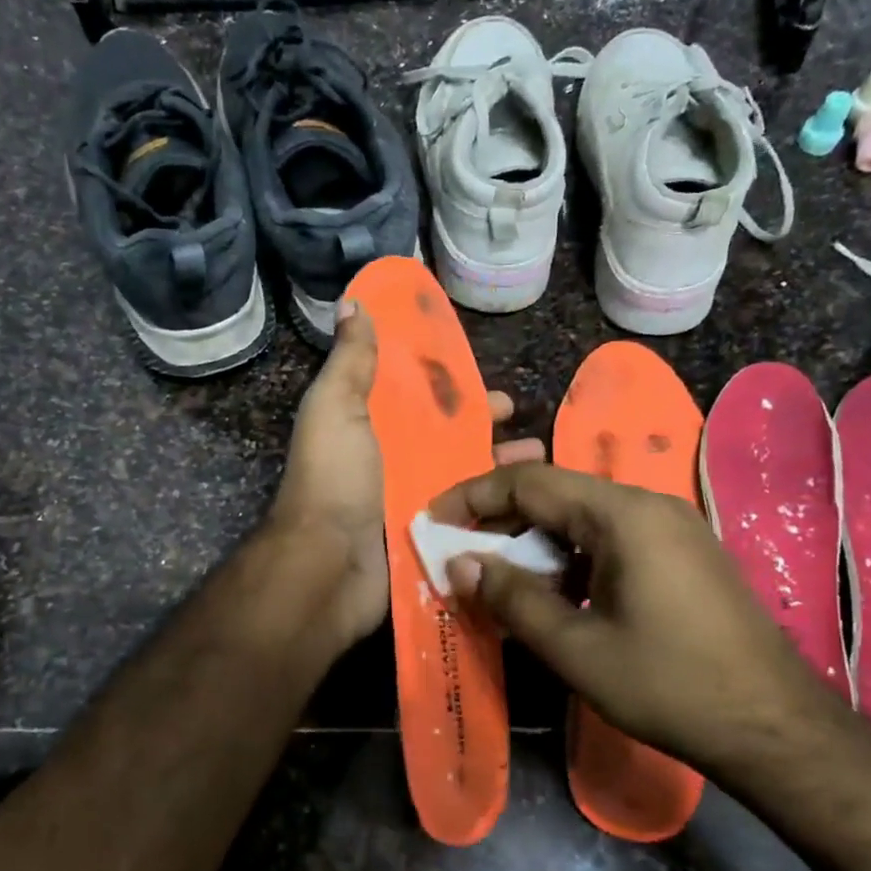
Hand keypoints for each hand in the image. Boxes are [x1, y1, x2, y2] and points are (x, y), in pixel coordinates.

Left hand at [269, 300, 543, 651]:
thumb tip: (353, 304)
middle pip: (451, 439)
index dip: (455, 388)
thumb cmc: (334, 480)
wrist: (328, 566)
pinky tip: (536, 504)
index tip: (490, 381)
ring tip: (543, 460)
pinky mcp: (433, 540)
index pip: (422, 399)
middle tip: (527, 422)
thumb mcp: (336, 408)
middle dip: (488, 428)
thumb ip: (350, 361)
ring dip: (502, 469)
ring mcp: (415, 504)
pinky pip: (471, 519)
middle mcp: (395, 463)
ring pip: (467, 479)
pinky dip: (500, 511)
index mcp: (373, 427)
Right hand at [428, 463, 851, 774]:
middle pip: (558, 493)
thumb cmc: (669, 685)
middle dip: (502, 518)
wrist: (775, 727)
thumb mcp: (576, 648)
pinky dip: (571, 556)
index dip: (475, 496)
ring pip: (583, 516)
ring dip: (535, 540)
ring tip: (499, 576)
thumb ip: (512, 598)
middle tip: (460, 551)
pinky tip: (554, 592)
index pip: (532, 482)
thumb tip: (460, 563)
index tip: (435, 520)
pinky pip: (611, 537)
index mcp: (624, 515)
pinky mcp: (683, 553)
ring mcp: (672, 527)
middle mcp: (649, 506)